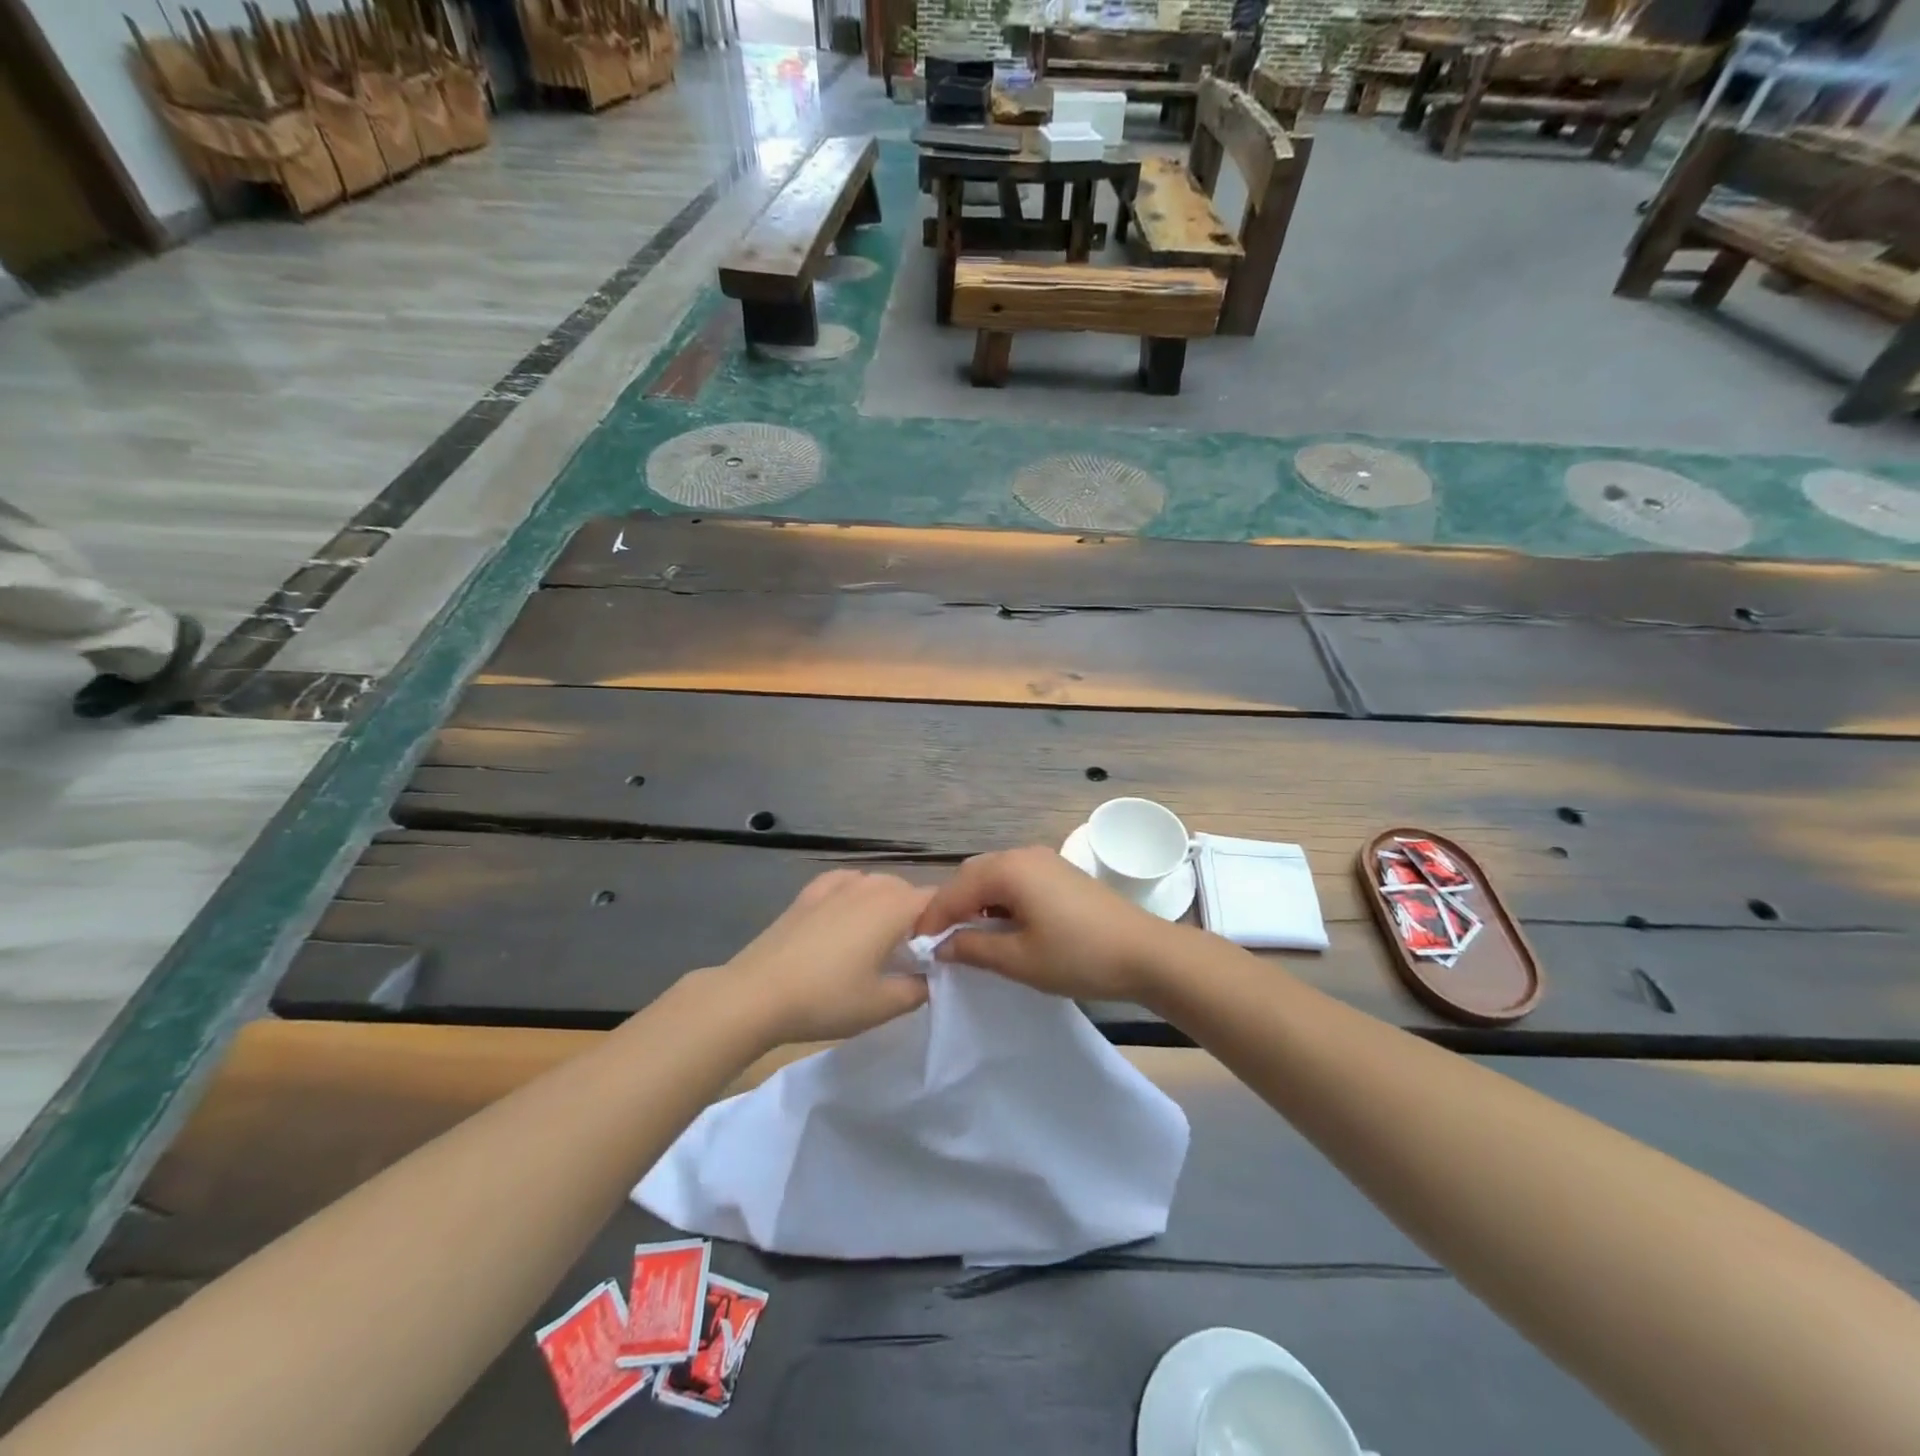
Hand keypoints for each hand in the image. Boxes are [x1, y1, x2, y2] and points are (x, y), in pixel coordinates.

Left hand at [719, 871, 931, 1045]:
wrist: (756, 994)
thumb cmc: (826, 999)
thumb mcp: (883, 1005)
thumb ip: (919, 988)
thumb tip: (930, 976)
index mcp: (894, 907)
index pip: (938, 901)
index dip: (947, 922)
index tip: (943, 952)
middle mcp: (869, 886)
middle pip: (908, 891)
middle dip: (917, 917)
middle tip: (912, 956)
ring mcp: (836, 885)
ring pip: (876, 885)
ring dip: (886, 906)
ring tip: (878, 940)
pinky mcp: (808, 893)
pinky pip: (845, 883)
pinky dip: (855, 894)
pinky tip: (847, 915)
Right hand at [912, 846, 1180, 1002]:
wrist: (1146, 953)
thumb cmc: (1078, 956)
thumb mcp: (1019, 959)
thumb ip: (973, 948)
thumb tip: (942, 945)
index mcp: (1009, 870)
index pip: (954, 890)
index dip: (932, 919)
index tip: (918, 948)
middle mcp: (1023, 854)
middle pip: (972, 875)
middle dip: (952, 906)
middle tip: (941, 942)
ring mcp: (1044, 860)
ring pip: (994, 875)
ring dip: (975, 902)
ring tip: (968, 937)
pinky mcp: (1059, 872)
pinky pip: (1015, 878)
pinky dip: (999, 898)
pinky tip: (1002, 925)